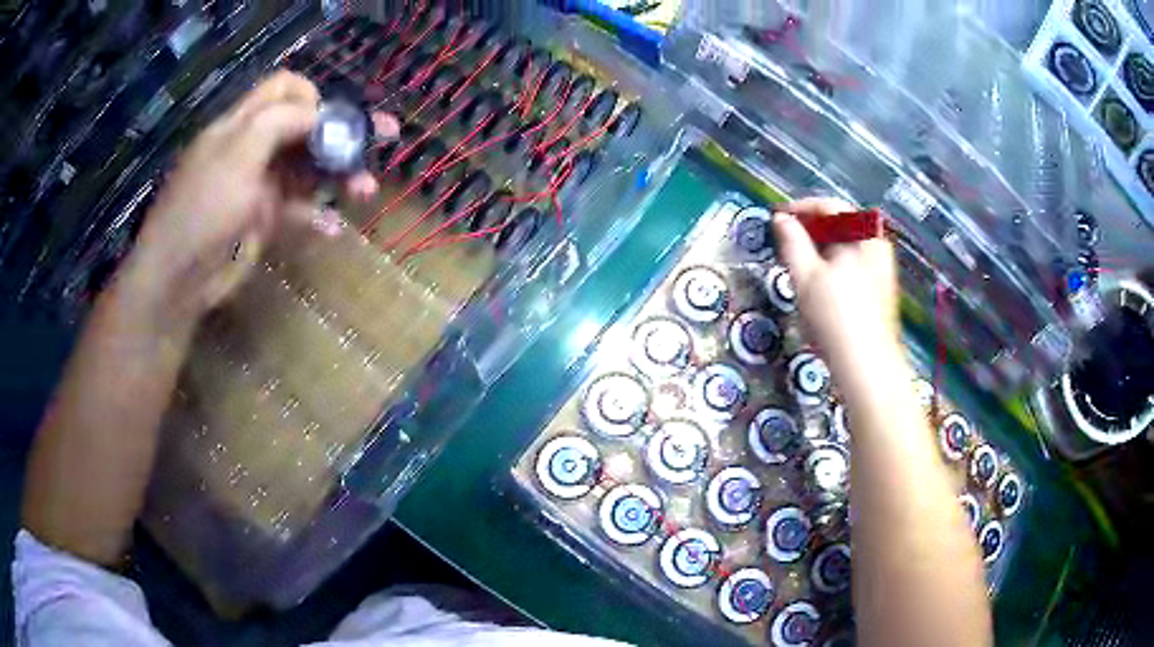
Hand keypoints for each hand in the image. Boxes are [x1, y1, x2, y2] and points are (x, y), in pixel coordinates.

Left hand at [122, 71, 397, 326]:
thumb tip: (321, 114)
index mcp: (242, 123)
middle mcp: (252, 147)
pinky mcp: (263, 219)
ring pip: (307, 167)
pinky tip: (333, 227)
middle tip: (384, 139)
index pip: (283, 89)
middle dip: (342, 131)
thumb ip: (280, 122)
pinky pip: (297, 209)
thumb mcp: (238, 153)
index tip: (336, 120)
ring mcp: (258, 184)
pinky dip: (316, 215)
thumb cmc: (203, 208)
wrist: (178, 278)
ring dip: (338, 174)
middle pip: (304, 125)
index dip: (313, 96)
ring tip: (364, 191)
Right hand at [773, 198, 900, 375]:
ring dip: (820, 249)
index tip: (775, 219)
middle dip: (810, 231)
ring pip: (845, 247)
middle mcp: (877, 245)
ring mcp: (882, 267)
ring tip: (797, 263)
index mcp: (864, 234)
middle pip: (840, 225)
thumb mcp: (806, 276)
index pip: (829, 206)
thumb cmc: (836, 317)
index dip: (799, 209)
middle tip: (784, 242)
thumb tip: (780, 219)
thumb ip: (791, 242)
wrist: (866, 367)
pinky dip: (833, 265)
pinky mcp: (880, 288)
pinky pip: (853, 264)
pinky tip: (818, 284)